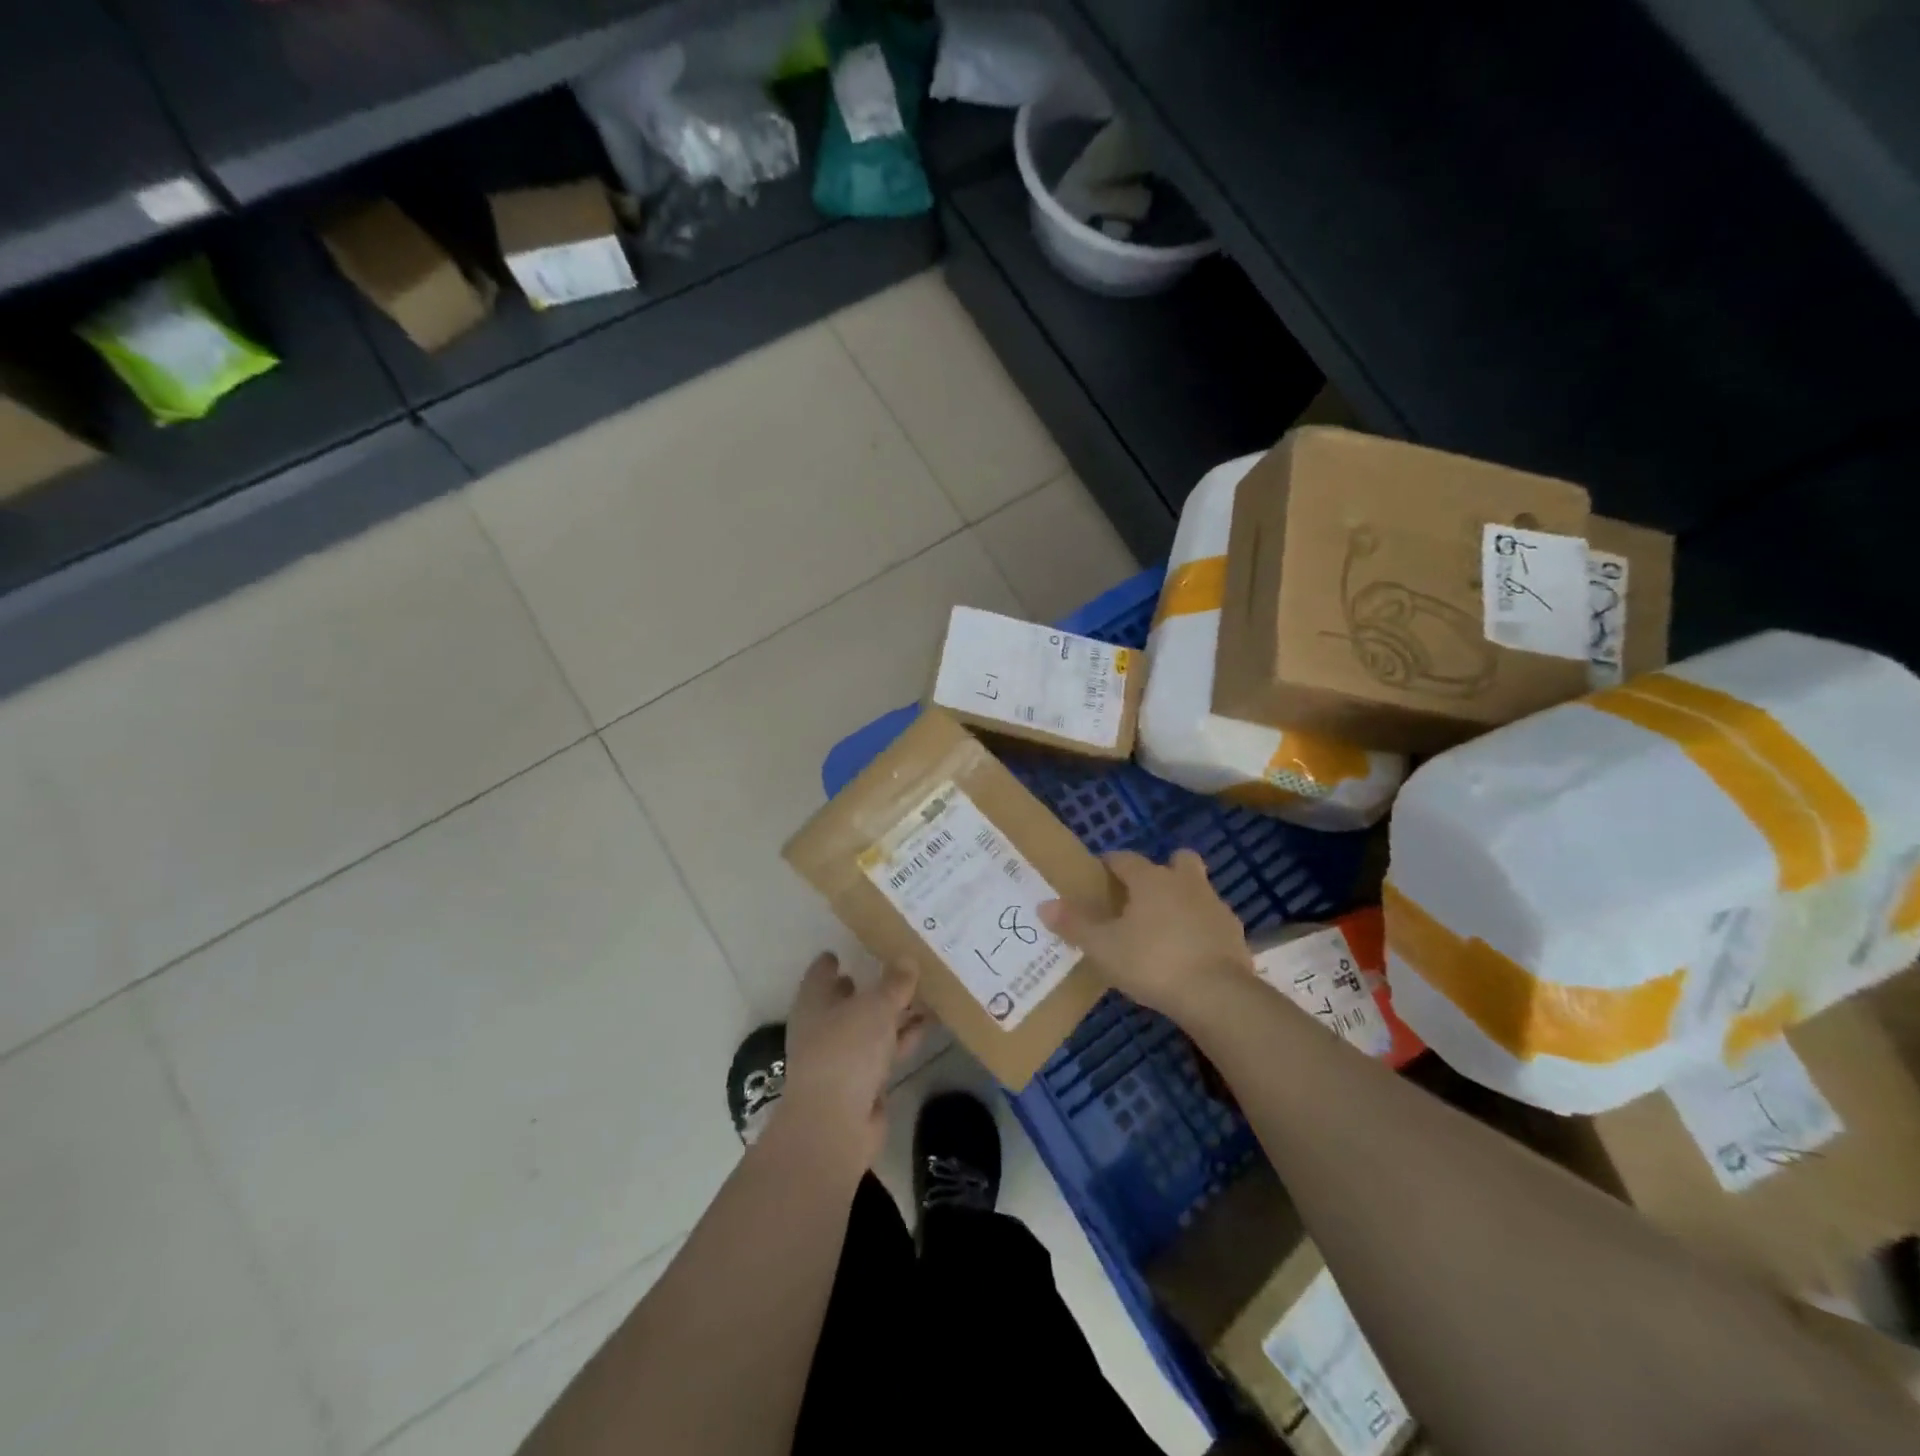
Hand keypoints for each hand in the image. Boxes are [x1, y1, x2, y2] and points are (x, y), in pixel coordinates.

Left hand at [782, 953, 925, 1166]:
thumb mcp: (875, 1007)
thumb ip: (894, 983)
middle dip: (872, 986)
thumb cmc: (846, 1051)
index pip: (821, 973)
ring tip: (925, 992)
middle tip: (900, 966)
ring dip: (895, 1013)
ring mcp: (842, 1057)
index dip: (833, 961)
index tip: (848, 950)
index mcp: (814, 1002)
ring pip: (872, 1026)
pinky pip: (885, 1050)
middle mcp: (824, 1027)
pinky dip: (903, 1038)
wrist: (835, 1125)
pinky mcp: (862, 1082)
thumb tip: (907, 960)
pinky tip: (927, 1025)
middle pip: (848, 1000)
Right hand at [1039, 849, 1251, 1019]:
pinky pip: (1212, 921)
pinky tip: (1188, 952)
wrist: (1217, 995)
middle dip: (1161, 870)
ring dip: (1183, 899)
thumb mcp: (1103, 947)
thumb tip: (1044, 904)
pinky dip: (1200, 929)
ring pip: (1197, 889)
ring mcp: (1215, 907)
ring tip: (1163, 929)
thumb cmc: (1152, 961)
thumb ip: (1074, 925)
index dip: (1109, 864)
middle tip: (1141, 896)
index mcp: (1151, 879)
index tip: (1098, 876)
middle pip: (1177, 860)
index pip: (1125, 858)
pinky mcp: (1234, 934)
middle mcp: (1185, 882)